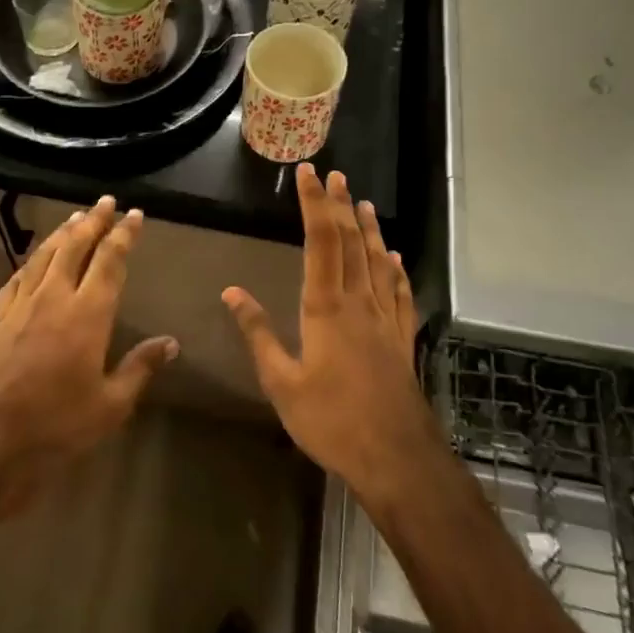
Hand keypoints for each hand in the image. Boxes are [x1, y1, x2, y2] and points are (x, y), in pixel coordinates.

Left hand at [0, 196, 176, 513]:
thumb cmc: (54, 426)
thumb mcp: (109, 406)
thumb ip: (140, 369)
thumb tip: (171, 343)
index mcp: (87, 314)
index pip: (110, 261)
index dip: (124, 235)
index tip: (135, 215)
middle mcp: (54, 297)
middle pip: (75, 247)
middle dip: (93, 221)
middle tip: (105, 202)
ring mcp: (21, 306)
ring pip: (44, 256)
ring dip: (62, 233)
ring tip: (75, 217)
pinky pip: (17, 277)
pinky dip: (31, 261)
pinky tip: (34, 259)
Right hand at [224, 166, 435, 500]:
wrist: (397, 458)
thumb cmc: (331, 420)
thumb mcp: (281, 382)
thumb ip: (258, 334)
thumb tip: (231, 291)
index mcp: (326, 307)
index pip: (320, 241)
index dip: (314, 204)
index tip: (308, 174)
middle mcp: (359, 302)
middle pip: (351, 242)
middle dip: (341, 205)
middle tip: (336, 175)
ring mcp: (385, 319)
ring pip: (378, 261)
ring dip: (370, 229)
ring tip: (364, 203)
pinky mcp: (402, 339)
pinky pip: (401, 293)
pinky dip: (397, 269)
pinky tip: (396, 258)